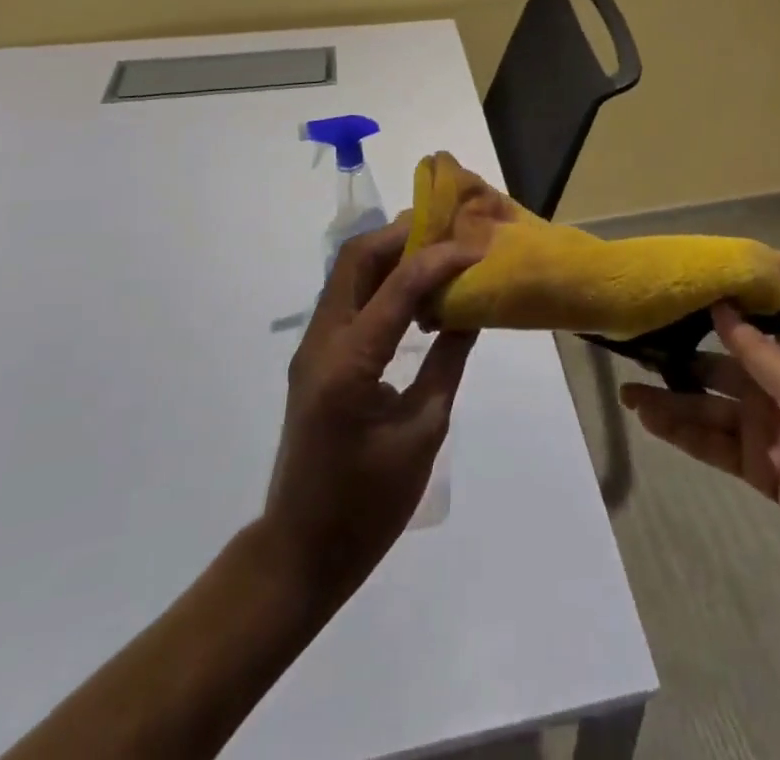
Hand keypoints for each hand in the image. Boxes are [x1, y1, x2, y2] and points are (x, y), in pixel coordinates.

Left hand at [264, 218, 478, 608]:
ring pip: (348, 273)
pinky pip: (347, 298)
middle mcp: (322, 341)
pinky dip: (381, 280)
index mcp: (349, 363)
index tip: (478, 246)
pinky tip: (415, 290)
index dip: (440, 258)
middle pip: (357, 259)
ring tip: (437, 247)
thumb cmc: (368, 505)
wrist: (301, 551)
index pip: (398, 286)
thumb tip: (471, 310)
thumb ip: (447, 362)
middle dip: (403, 235)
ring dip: (390, 252)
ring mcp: (313, 347)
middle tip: (449, 229)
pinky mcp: (316, 357)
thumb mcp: (422, 432)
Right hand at [622, 306, 779, 611]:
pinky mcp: (762, 472)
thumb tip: (721, 304)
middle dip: (681, 359)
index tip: (676, 292)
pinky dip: (685, 436)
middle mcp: (779, 391)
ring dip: (673, 402)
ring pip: (711, 410)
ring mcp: (769, 433)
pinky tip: (652, 423)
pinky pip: (716, 447)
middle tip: (634, 347)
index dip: (720, 310)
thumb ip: (759, 354)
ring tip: (627, 393)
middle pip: (722, 368)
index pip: (755, 326)